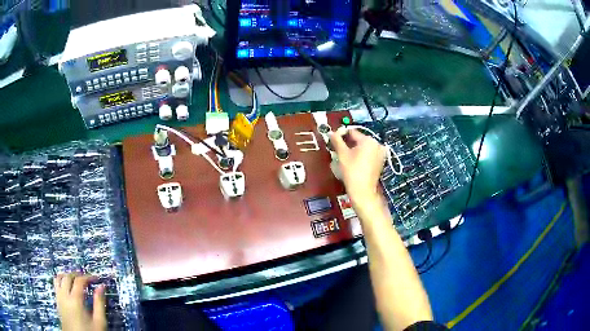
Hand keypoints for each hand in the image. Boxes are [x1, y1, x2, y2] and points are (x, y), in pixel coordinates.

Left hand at [54, 273, 106, 330]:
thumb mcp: (99, 322)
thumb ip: (99, 303)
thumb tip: (101, 287)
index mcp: (75, 300)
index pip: (79, 280)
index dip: (88, 277)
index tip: (96, 279)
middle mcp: (64, 296)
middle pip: (67, 277)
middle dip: (77, 275)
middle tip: (86, 278)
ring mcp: (59, 298)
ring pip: (58, 278)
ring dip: (66, 275)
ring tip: (74, 279)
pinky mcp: (57, 302)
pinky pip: (56, 285)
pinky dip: (61, 281)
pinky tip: (67, 287)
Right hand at [330, 129, 385, 207]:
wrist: (363, 191)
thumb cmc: (352, 172)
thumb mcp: (342, 155)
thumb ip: (337, 141)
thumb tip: (331, 132)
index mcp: (368, 140)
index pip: (352, 132)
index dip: (342, 135)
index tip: (334, 140)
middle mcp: (377, 144)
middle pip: (359, 139)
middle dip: (349, 143)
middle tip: (339, 151)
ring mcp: (381, 153)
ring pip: (364, 147)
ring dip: (355, 149)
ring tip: (346, 158)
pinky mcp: (381, 161)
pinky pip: (369, 154)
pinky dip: (362, 155)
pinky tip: (355, 163)